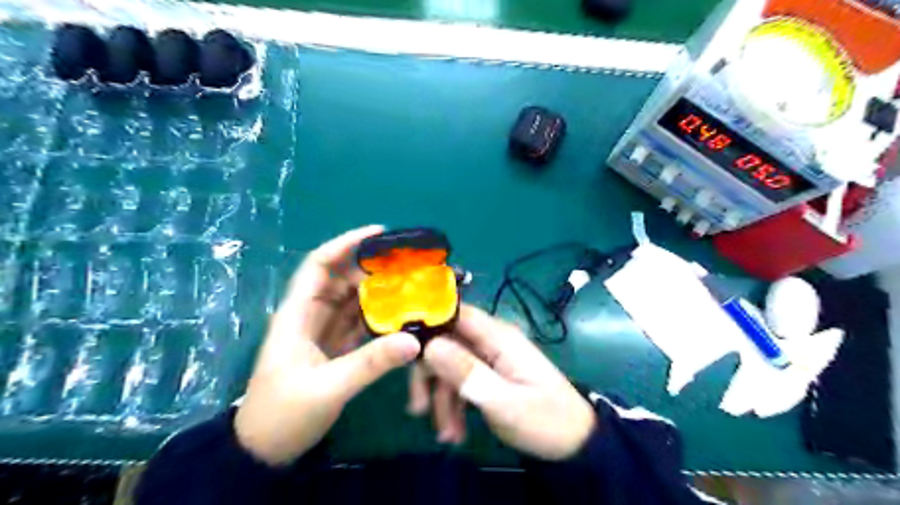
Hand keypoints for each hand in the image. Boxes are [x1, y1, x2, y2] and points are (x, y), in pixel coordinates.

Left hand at [236, 225, 423, 465]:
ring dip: (379, 290)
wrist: (265, 450)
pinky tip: (402, 313)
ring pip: (353, 299)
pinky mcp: (335, 347)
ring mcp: (324, 331)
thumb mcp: (327, 388)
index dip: (346, 244)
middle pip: (342, 278)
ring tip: (412, 283)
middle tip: (408, 263)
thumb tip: (413, 340)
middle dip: (372, 266)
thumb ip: (370, 363)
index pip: (319, 265)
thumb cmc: (284, 414)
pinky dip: (380, 314)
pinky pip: (360, 321)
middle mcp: (311, 315)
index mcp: (298, 314)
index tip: (379, 234)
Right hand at [423, 303, 595, 461]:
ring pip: (450, 365)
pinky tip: (454, 432)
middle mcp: (492, 341)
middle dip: (429, 374)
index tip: (402, 349)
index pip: (455, 314)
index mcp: (499, 337)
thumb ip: (468, 373)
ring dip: (442, 398)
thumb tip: (430, 346)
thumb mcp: (505, 402)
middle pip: (446, 342)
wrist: (574, 444)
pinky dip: (454, 404)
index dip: (427, 324)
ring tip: (446, 435)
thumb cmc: (545, 420)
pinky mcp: (489, 374)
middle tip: (418, 408)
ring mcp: (490, 358)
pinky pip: (461, 381)